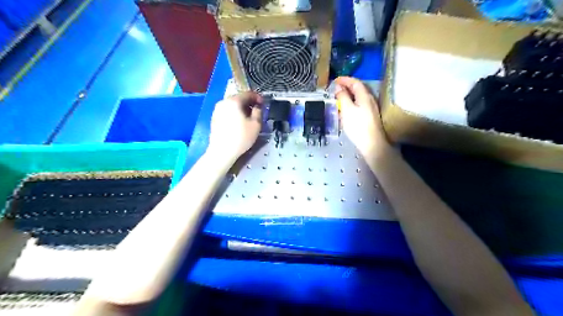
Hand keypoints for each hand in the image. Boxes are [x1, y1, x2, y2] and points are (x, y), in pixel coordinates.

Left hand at [208, 91, 262, 160]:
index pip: (248, 94)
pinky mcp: (214, 118)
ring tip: (248, 117)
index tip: (263, 103)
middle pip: (239, 98)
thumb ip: (258, 112)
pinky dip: (234, 113)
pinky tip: (239, 123)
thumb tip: (257, 107)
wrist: (222, 152)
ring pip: (232, 105)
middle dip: (249, 103)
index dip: (257, 97)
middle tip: (257, 110)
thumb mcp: (256, 125)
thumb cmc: (241, 137)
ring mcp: (217, 110)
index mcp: (234, 101)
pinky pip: (227, 111)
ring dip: (241, 108)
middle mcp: (223, 102)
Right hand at [334, 76, 392, 159]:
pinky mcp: (370, 117)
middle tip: (335, 89)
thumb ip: (342, 97)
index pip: (355, 82)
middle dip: (346, 87)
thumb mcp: (347, 110)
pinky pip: (359, 105)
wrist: (372, 144)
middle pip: (358, 89)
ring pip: (358, 98)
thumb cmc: (358, 126)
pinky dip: (351, 104)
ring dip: (348, 96)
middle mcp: (370, 99)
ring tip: (338, 99)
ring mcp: (371, 108)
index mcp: (364, 96)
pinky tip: (345, 111)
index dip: (345, 79)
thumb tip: (338, 87)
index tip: (335, 81)